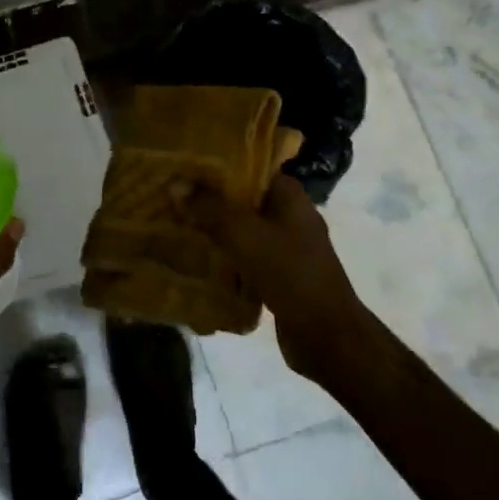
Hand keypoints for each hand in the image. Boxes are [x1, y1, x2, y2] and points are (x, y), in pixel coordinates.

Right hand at [184, 173, 369, 383]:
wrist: (327, 336)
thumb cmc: (290, 273)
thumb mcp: (245, 235)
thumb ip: (210, 208)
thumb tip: (176, 183)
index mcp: (289, 196)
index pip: (250, 166)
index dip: (217, 164)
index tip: (184, 164)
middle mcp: (290, 215)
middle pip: (243, 198)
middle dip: (209, 197)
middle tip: (171, 192)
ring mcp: (286, 246)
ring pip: (242, 228)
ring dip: (214, 227)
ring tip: (175, 220)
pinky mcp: (279, 274)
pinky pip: (244, 255)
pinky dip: (223, 255)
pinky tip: (194, 256)